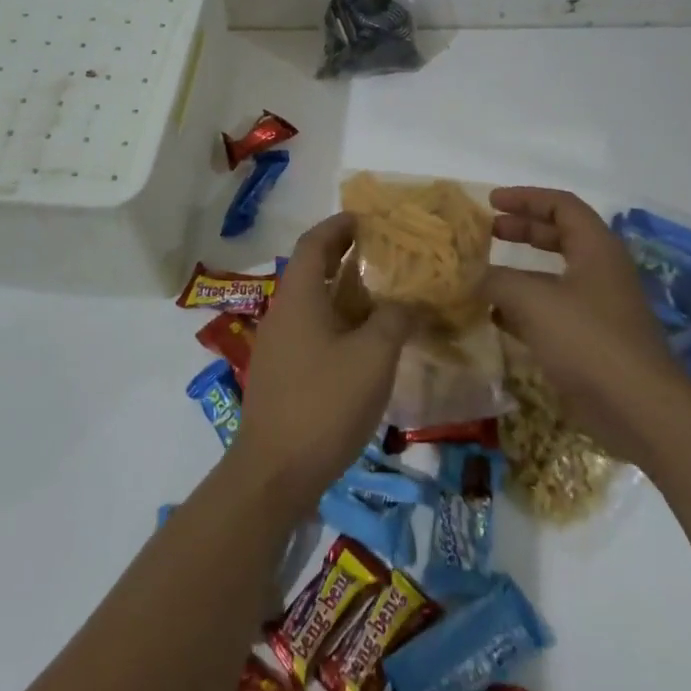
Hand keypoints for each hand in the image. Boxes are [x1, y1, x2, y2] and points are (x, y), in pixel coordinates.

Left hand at [231, 213, 417, 511]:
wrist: (274, 472)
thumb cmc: (324, 403)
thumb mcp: (373, 356)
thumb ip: (397, 319)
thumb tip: (415, 300)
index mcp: (299, 297)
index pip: (315, 243)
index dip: (339, 225)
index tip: (368, 218)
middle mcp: (283, 312)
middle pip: (313, 270)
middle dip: (346, 256)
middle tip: (385, 254)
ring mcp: (278, 345)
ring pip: (314, 303)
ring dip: (345, 292)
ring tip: (385, 296)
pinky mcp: (282, 374)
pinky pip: (312, 331)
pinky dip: (339, 323)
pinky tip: (366, 344)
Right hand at [484, 186, 686, 455]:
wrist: (638, 408)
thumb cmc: (588, 340)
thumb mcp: (534, 301)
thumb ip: (497, 281)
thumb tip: (471, 275)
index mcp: (596, 248)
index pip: (561, 205)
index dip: (525, 198)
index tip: (491, 202)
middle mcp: (600, 271)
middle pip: (559, 236)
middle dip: (521, 230)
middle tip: (486, 232)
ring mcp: (598, 307)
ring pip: (554, 276)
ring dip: (519, 271)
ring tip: (483, 274)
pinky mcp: (591, 341)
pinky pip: (553, 311)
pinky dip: (524, 307)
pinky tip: (496, 317)